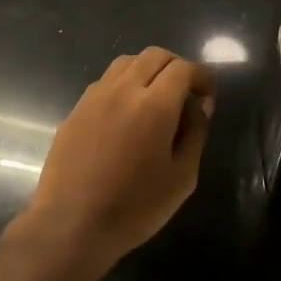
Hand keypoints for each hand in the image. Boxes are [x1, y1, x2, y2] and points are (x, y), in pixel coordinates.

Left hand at [15, 47, 216, 280]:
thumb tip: (198, 106)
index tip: (208, 98)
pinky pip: (105, 82)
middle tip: (186, 95)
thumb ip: (195, 134)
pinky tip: (127, 115)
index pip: (183, 68)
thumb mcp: (182, 177)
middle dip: (177, 68)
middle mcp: (122, 90)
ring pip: (126, 63)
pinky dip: (124, 85)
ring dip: (148, 71)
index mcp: (154, 105)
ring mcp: (94, 97)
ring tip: (156, 100)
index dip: (202, 77)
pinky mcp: (75, 111)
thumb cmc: (135, 207)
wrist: (71, 225)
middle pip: (154, 55)